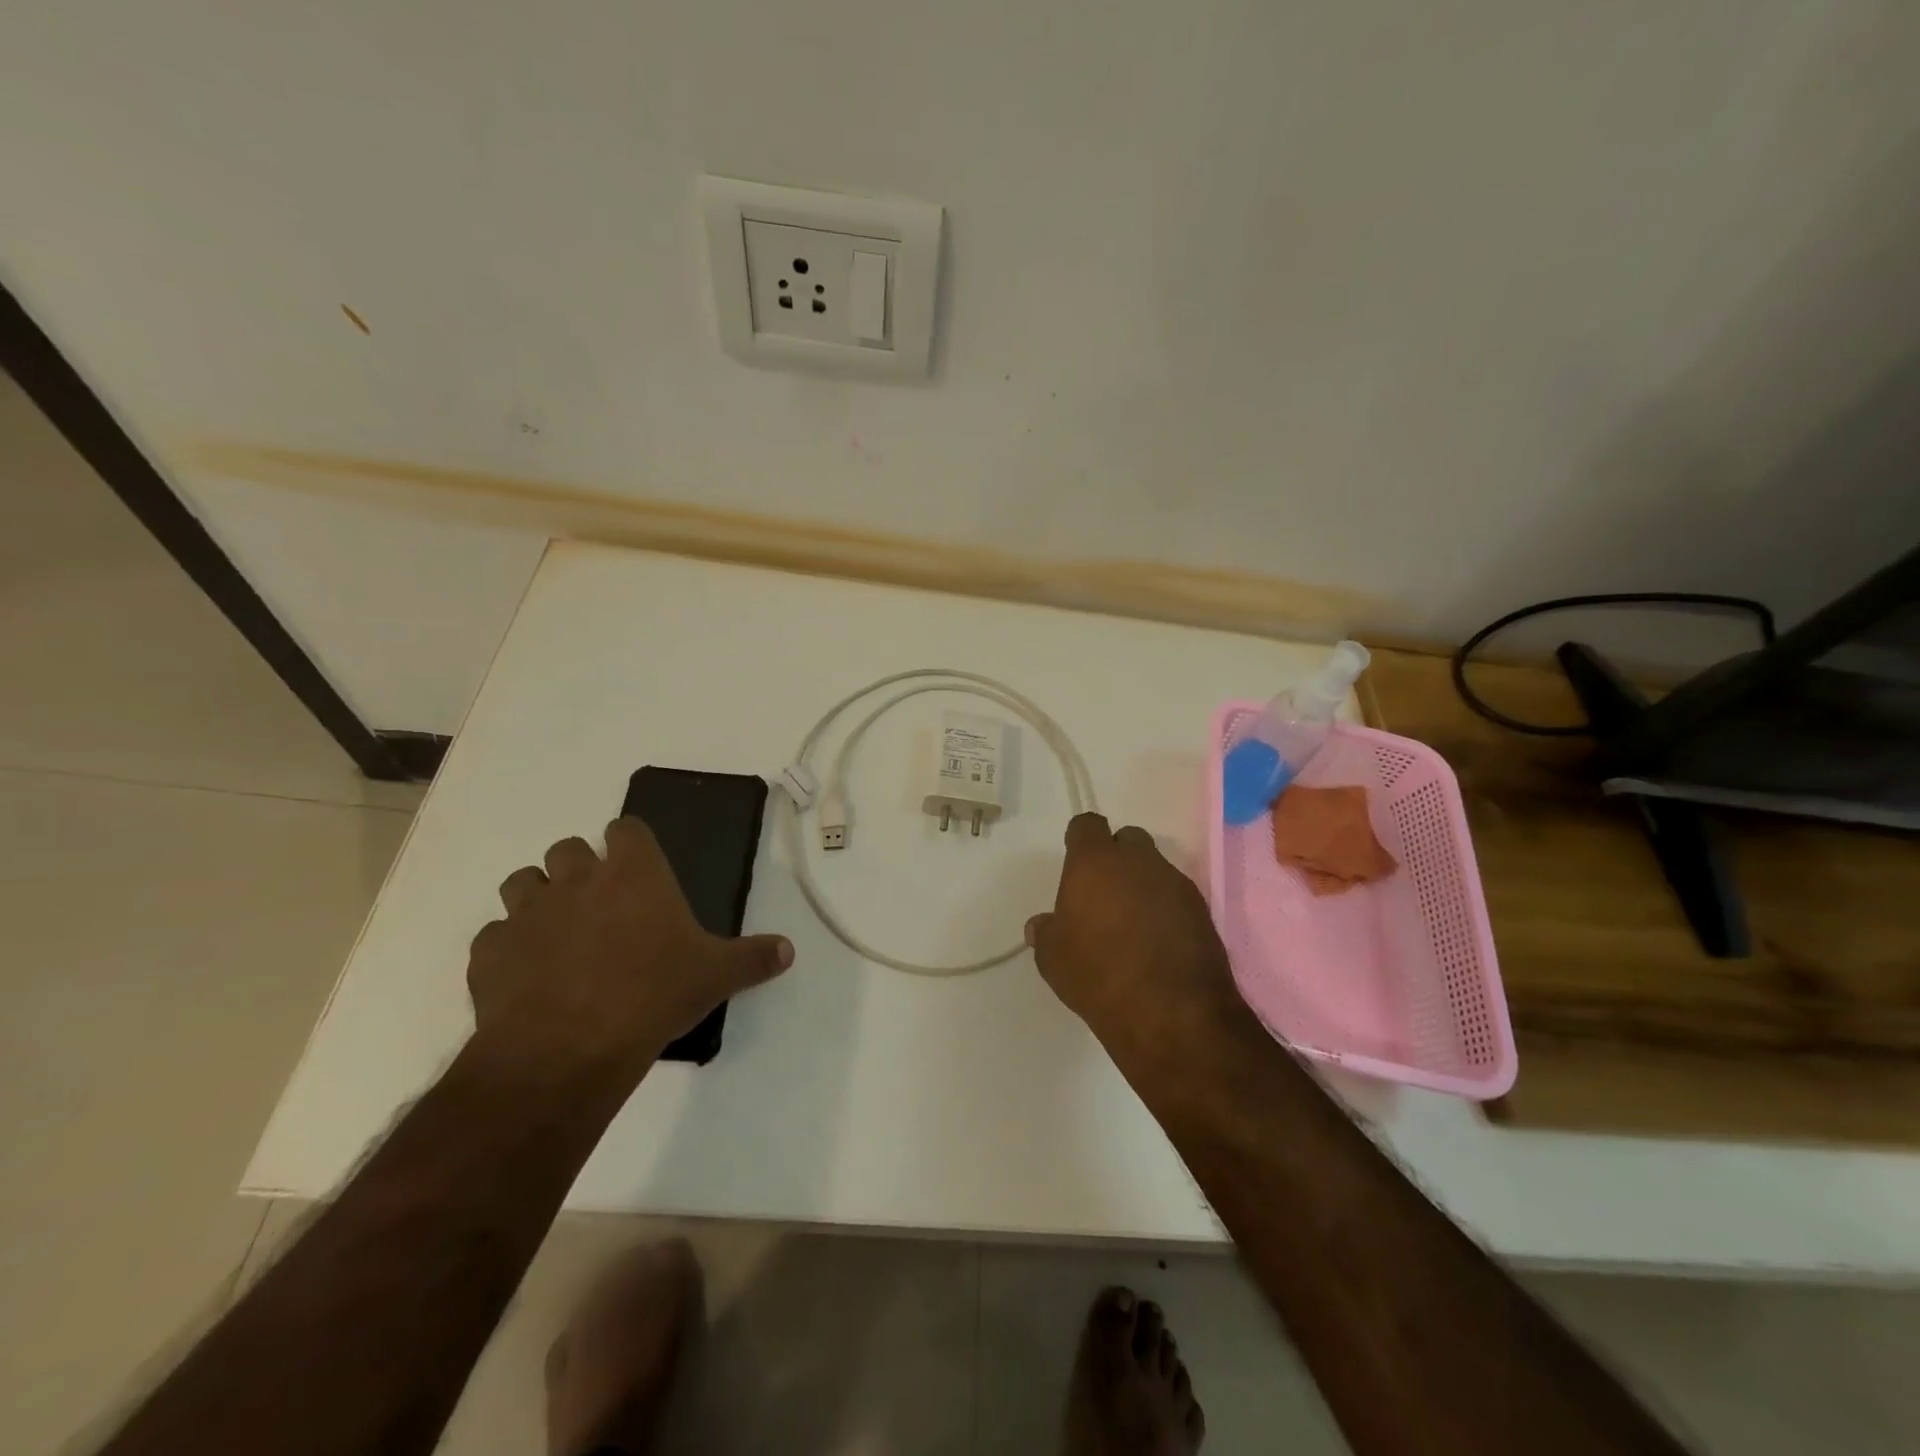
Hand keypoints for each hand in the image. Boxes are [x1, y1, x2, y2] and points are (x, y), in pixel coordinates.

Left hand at [466, 818, 792, 1080]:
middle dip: (580, 868)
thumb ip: (754, 958)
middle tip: (601, 905)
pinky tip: (527, 976)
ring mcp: (527, 913)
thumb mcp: (716, 975)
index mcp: (633, 872)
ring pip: (521, 882)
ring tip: (558, 933)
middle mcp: (577, 879)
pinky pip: (494, 937)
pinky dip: (507, 948)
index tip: (638, 867)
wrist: (569, 1048)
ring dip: (537, 899)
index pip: (626, 828)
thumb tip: (789, 950)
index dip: (630, 843)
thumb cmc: (654, 993)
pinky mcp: (489, 953)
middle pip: (568, 848)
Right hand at [1026, 813, 1247, 1066]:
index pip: (1086, 825)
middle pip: (1127, 840)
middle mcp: (1137, 861)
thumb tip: (1042, 924)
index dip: (1080, 840)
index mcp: (1095, 861)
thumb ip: (1046, 932)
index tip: (1075, 863)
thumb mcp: (1053, 958)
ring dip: (1143, 885)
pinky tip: (1158, 942)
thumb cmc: (1098, 974)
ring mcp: (1174, 883)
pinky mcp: (1201, 910)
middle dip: (1117, 857)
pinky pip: (1176, 897)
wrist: (1171, 1011)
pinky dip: (1166, 909)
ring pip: (1155, 868)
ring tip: (1133, 924)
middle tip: (1104, 893)